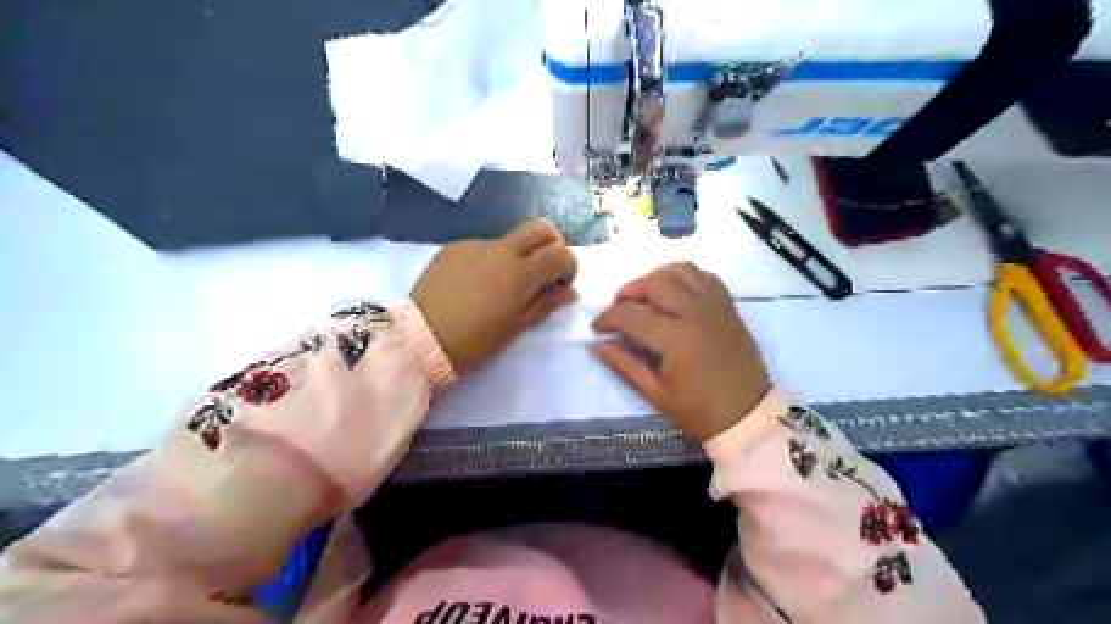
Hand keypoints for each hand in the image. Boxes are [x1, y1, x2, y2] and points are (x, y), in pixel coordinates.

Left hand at [410, 221, 582, 374]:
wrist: (420, 338)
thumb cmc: (475, 340)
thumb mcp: (516, 327)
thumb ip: (546, 304)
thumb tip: (568, 291)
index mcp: (520, 272)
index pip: (559, 252)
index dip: (569, 265)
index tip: (561, 283)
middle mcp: (500, 249)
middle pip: (540, 228)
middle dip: (552, 243)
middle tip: (545, 269)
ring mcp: (475, 245)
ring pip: (509, 240)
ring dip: (518, 256)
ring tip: (502, 287)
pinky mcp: (453, 248)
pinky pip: (483, 248)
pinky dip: (491, 261)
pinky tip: (476, 285)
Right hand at [594, 261, 770, 438]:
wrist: (749, 413)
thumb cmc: (700, 410)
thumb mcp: (656, 395)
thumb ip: (624, 366)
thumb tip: (596, 345)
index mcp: (676, 339)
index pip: (631, 314)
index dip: (607, 318)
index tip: (597, 329)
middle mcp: (695, 312)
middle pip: (653, 282)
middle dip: (628, 291)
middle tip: (619, 310)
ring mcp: (715, 305)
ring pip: (679, 270)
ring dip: (654, 279)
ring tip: (645, 298)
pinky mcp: (728, 305)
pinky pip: (703, 275)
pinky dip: (682, 277)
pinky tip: (674, 293)